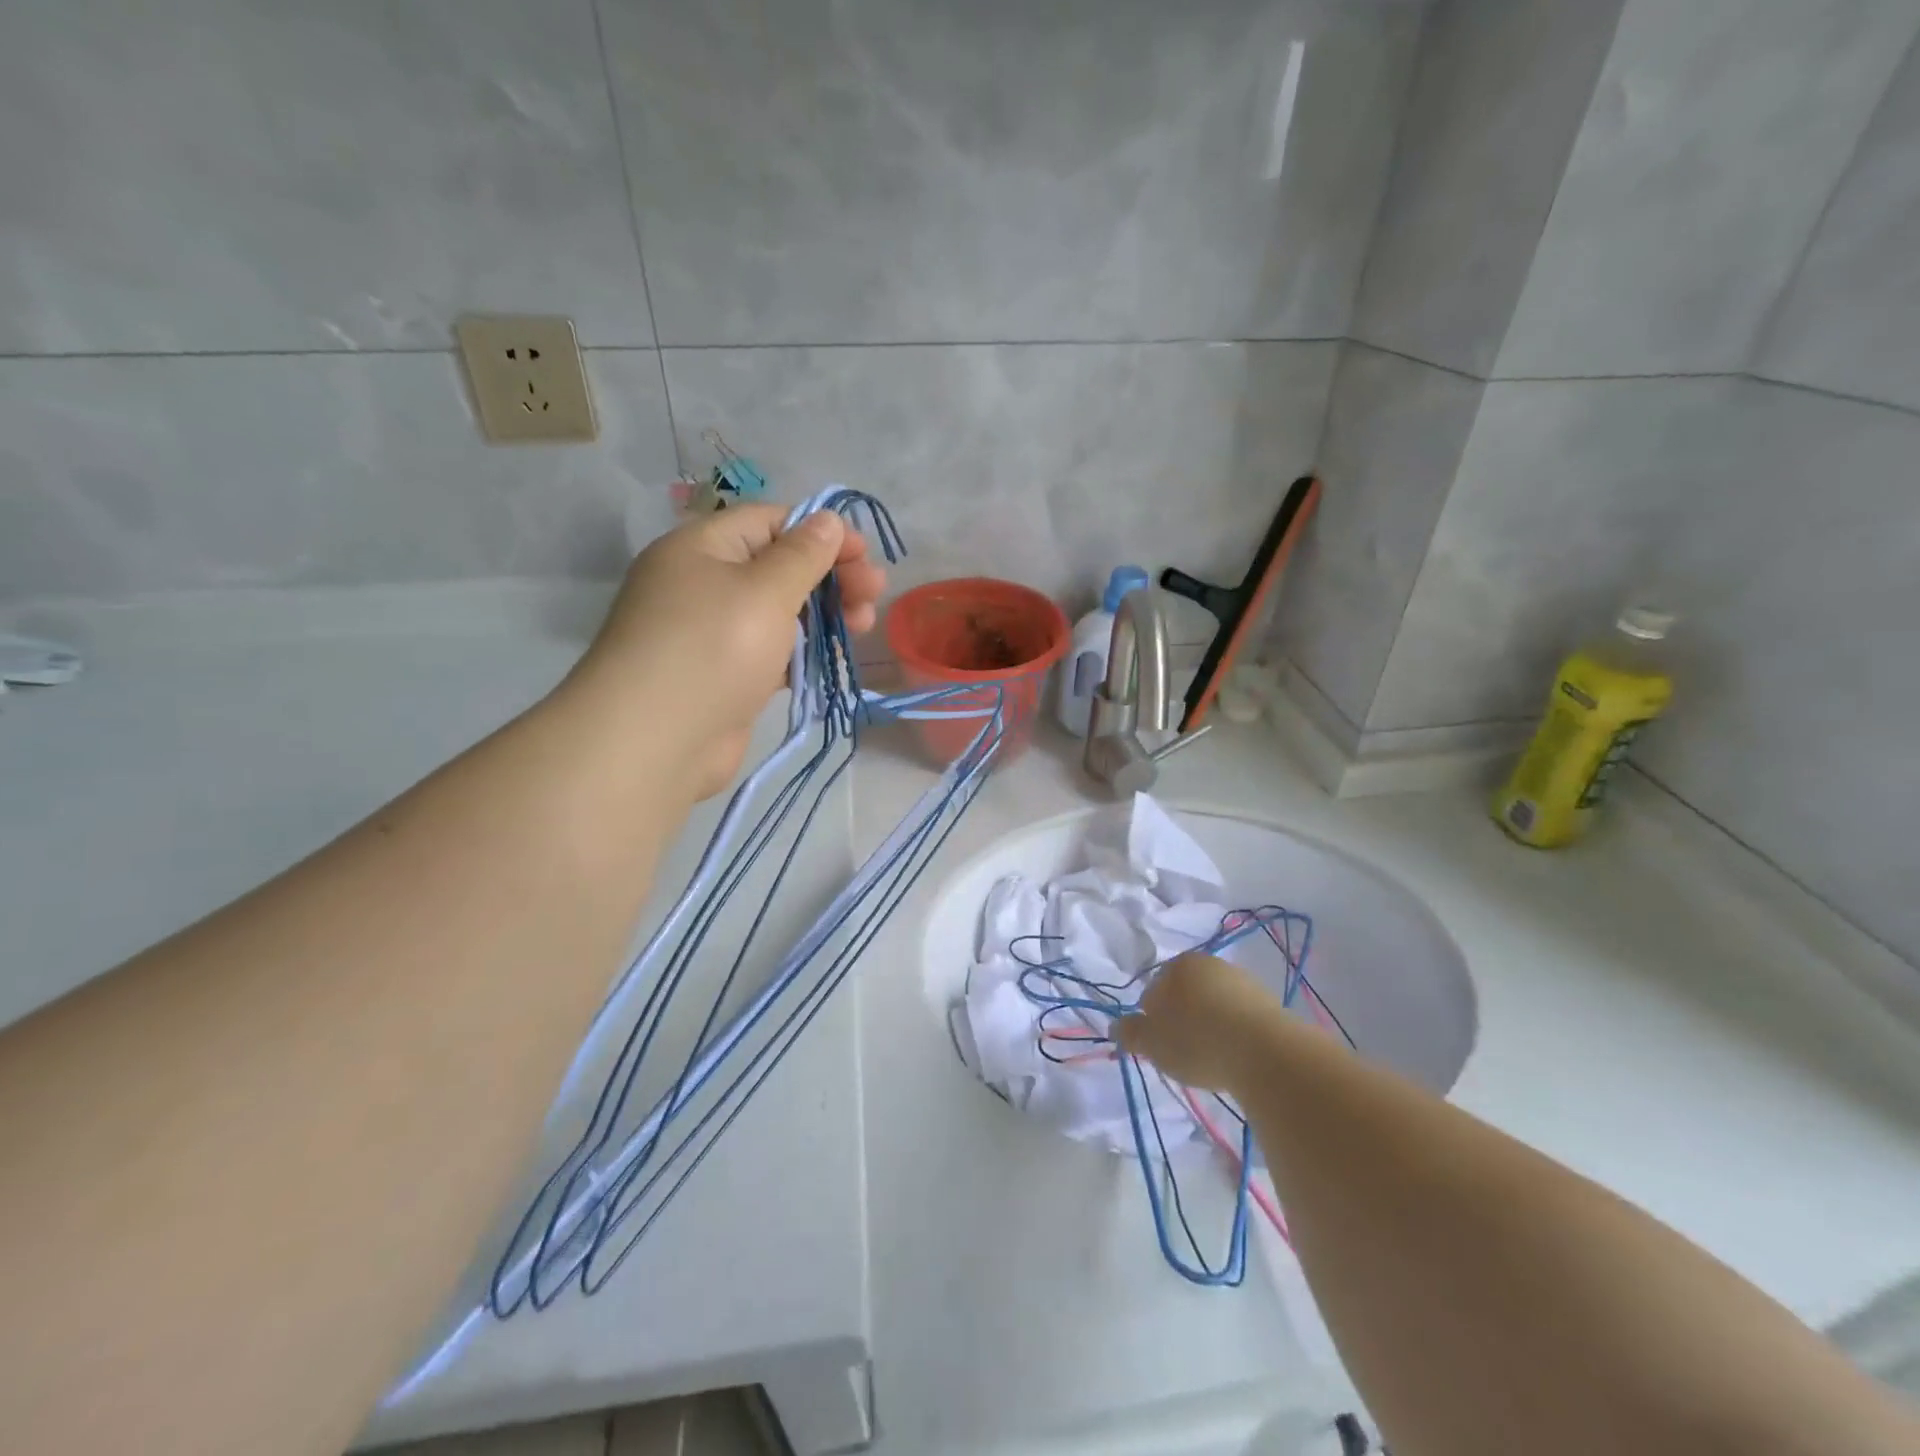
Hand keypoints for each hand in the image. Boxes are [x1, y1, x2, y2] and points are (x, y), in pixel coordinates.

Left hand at [567, 504, 884, 798]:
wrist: (655, 741)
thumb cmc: (713, 649)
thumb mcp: (766, 590)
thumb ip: (803, 554)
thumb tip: (828, 519)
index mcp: (702, 548)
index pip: (770, 522)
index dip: (821, 532)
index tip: (864, 554)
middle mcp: (703, 583)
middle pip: (778, 565)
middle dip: (831, 576)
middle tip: (874, 594)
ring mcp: (713, 633)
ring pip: (779, 610)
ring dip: (824, 613)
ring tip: (863, 626)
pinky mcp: (724, 675)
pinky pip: (771, 650)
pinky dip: (803, 648)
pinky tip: (832, 656)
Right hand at [1116, 952, 1281, 1091]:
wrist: (1266, 1053)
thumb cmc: (1197, 1040)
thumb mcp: (1152, 1042)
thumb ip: (1131, 1033)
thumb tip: (1116, 1026)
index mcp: (1177, 965)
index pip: (1153, 990)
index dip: (1151, 1019)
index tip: (1158, 1045)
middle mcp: (1210, 964)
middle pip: (1186, 995)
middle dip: (1182, 1020)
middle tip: (1182, 1053)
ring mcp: (1242, 981)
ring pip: (1214, 1005)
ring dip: (1210, 1027)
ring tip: (1212, 1059)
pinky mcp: (1270, 1003)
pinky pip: (1240, 1018)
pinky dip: (1235, 1034)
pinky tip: (1235, 1057)